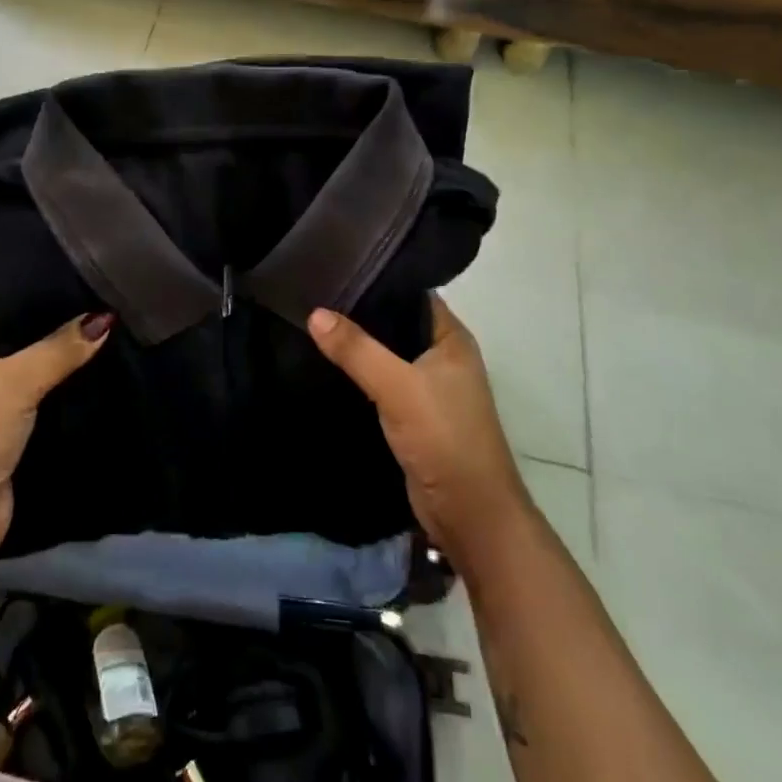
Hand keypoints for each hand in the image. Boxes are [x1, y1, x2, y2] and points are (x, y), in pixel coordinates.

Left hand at [0, 309, 111, 557]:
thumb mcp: (16, 381)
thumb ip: (60, 348)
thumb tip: (105, 318)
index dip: (28, 288)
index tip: (69, 270)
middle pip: (17, 336)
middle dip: (53, 322)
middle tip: (97, 296)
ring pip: (32, 368)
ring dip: (60, 357)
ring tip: (104, 325)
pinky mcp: (9, 432)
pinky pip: (40, 398)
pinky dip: (62, 388)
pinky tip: (95, 369)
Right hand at [307, 295, 530, 571]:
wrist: (469, 515)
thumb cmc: (445, 438)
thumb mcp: (398, 386)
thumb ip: (357, 349)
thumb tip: (314, 312)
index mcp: (451, 338)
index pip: (411, 293)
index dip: (378, 279)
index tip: (336, 266)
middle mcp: (442, 356)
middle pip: (395, 323)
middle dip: (360, 313)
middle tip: (314, 294)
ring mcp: (429, 387)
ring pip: (386, 355)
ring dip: (358, 346)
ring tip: (312, 322)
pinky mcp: (413, 415)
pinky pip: (381, 383)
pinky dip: (359, 375)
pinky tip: (327, 365)